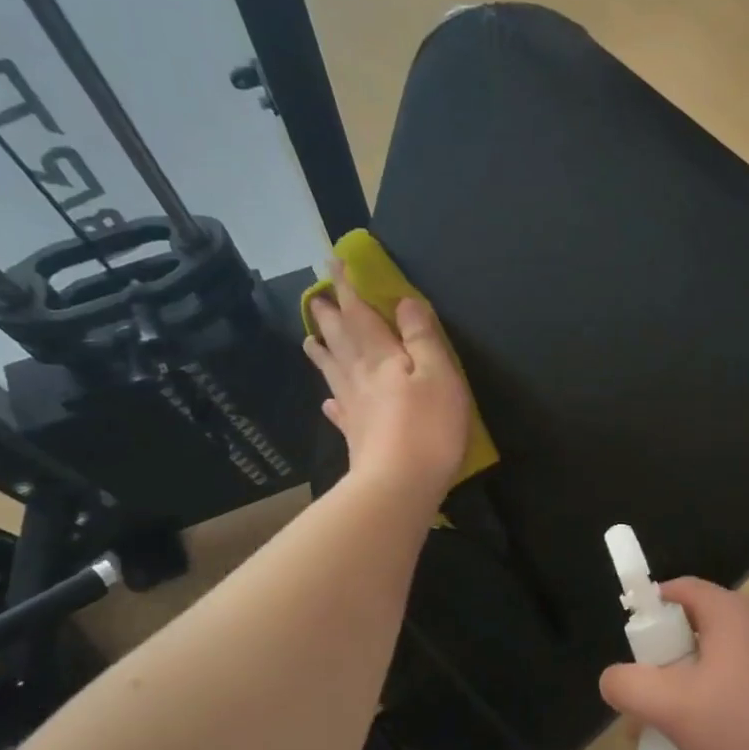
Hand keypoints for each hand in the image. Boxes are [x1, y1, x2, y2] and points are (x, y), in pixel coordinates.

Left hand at [303, 266, 470, 497]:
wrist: (399, 484)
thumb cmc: (428, 426)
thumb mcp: (438, 373)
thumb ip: (422, 337)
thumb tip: (404, 302)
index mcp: (381, 357)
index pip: (360, 314)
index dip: (347, 288)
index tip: (333, 264)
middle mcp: (360, 377)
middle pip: (340, 340)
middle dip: (330, 316)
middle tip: (315, 298)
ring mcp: (354, 408)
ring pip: (333, 371)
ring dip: (322, 352)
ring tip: (310, 338)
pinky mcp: (355, 436)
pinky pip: (339, 411)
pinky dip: (332, 401)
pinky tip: (328, 403)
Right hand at [599, 579, 748, 749]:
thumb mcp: (676, 709)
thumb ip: (631, 687)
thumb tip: (614, 678)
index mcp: (732, 613)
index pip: (681, 590)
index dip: (650, 609)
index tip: (635, 647)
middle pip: (703, 626)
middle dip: (672, 658)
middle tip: (657, 699)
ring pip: (729, 657)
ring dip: (702, 683)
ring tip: (690, 729)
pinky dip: (733, 699)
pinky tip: (732, 742)